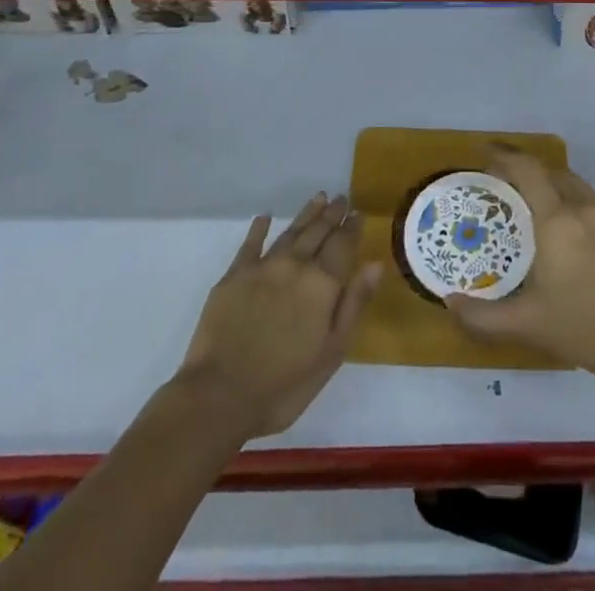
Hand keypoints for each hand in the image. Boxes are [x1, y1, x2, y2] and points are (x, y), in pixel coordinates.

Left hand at [176, 194, 380, 438]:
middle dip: (332, 214)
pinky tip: (265, 217)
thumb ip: (354, 304)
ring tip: (318, 198)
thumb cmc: (284, 385)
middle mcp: (296, 265)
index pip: (343, 245)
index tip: (358, 212)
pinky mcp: (234, 275)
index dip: (352, 227)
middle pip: (318, 231)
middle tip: (341, 198)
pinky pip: (251, 244)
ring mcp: (263, 267)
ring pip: (291, 232)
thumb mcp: (331, 352)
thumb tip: (374, 264)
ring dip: (306, 214)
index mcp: (323, 283)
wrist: (219, 396)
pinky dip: (259, 228)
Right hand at [445, 147, 594, 400]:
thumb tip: (450, 303)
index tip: (485, 152)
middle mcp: (583, 208)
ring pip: (574, 185)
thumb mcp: (527, 325)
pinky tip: (564, 230)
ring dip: (550, 183)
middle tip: (502, 181)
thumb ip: (482, 316)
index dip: (504, 155)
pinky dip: (570, 200)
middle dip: (525, 169)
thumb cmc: (584, 328)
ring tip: (531, 202)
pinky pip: (590, 202)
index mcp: (557, 220)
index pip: (527, 170)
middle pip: (551, 172)